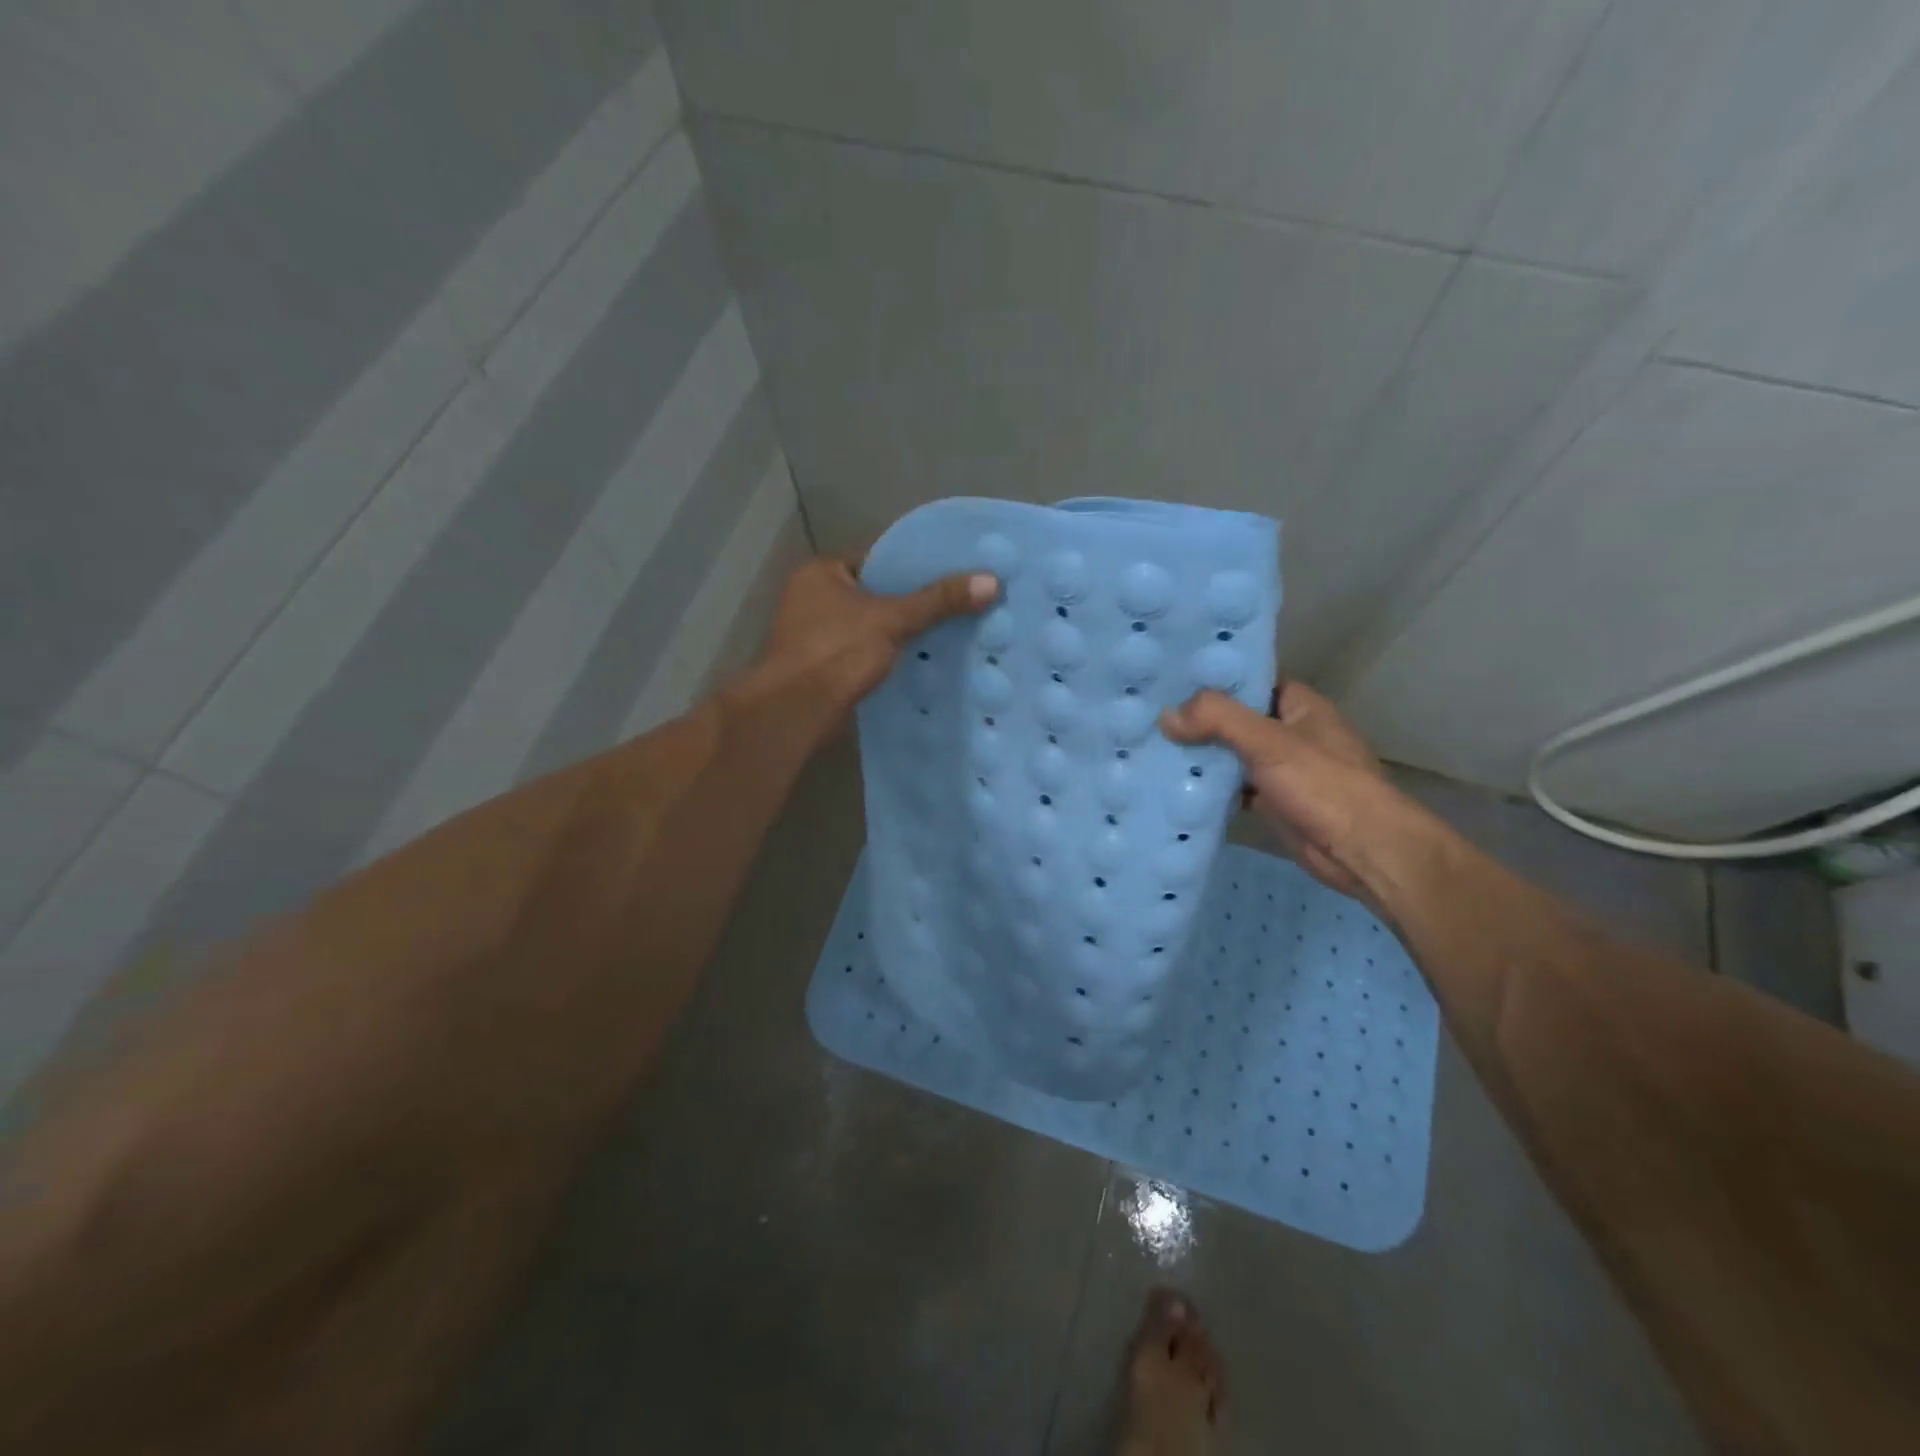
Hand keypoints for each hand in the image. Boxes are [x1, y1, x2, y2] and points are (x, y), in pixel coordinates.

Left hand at [752, 553, 998, 718]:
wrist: (797, 712)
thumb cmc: (837, 652)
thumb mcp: (892, 619)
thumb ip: (939, 601)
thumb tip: (992, 581)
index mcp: (821, 572)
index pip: (877, 558)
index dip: (914, 565)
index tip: (952, 572)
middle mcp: (813, 598)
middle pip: (876, 595)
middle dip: (913, 604)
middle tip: (959, 604)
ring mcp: (816, 636)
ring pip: (872, 628)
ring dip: (903, 634)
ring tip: (951, 633)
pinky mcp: (825, 668)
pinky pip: (866, 654)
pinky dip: (890, 658)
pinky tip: (924, 662)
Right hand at [1162, 682, 1398, 904]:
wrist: (1362, 851)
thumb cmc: (1324, 785)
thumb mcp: (1269, 742)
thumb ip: (1218, 720)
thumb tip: (1166, 716)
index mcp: (1300, 706)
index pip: (1251, 681)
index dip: (1214, 678)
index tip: (1170, 679)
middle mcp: (1290, 733)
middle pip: (1235, 719)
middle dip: (1198, 720)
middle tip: (1150, 715)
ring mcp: (1281, 770)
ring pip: (1231, 754)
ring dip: (1200, 755)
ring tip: (1151, 746)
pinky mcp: (1272, 802)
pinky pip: (1233, 787)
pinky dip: (1210, 788)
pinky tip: (1174, 786)